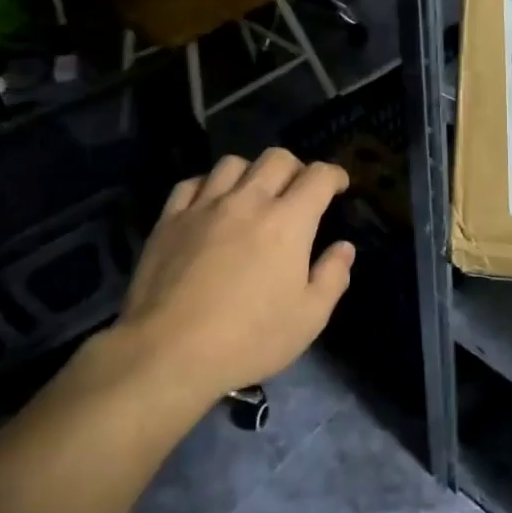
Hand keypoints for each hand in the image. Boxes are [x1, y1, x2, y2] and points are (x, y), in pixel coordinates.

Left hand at [110, 149, 354, 401]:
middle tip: (298, 190)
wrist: (167, 353)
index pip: (318, 177)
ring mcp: (204, 207)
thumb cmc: (248, 339)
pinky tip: (210, 204)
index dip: (334, 175)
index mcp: (288, 221)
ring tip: (253, 194)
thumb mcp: (308, 318)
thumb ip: (332, 277)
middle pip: (277, 158)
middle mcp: (248, 201)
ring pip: (232, 163)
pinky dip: (208, 186)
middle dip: (296, 167)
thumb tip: (344, 248)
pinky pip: (191, 184)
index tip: (339, 186)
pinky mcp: (169, 220)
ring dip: (251, 172)